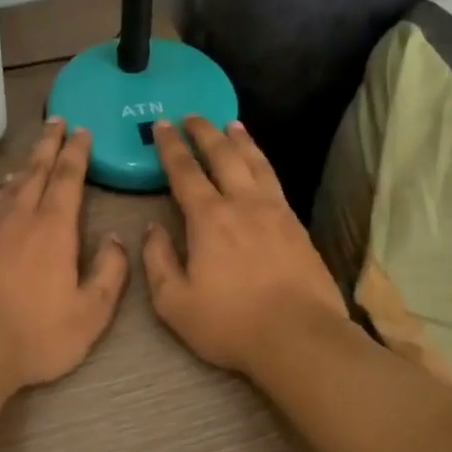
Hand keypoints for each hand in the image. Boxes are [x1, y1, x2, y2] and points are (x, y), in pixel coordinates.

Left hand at [0, 117, 129, 390]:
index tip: (81, 131)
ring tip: (32, 155)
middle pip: (36, 171)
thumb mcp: (90, 312)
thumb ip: (109, 272)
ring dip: (25, 165)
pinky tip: (1, 196)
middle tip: (55, 120)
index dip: (76, 152)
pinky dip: (1, 192)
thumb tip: (115, 239)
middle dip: (48, 144)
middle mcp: (19, 218)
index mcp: (53, 228)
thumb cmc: (36, 334)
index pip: (68, 178)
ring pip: (10, 187)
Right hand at [141, 117, 348, 375]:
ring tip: (231, 124)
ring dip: (240, 140)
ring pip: (255, 163)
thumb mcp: (174, 302)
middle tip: (192, 115)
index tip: (162, 124)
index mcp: (208, 218)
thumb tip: (152, 229)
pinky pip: (275, 181)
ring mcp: (275, 211)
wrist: (299, 336)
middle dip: (204, 132)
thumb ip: (157, 261)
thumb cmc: (230, 322)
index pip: (185, 171)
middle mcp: (242, 204)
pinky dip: (262, 162)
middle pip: (223, 155)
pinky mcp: (297, 226)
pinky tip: (260, 164)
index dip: (171, 146)